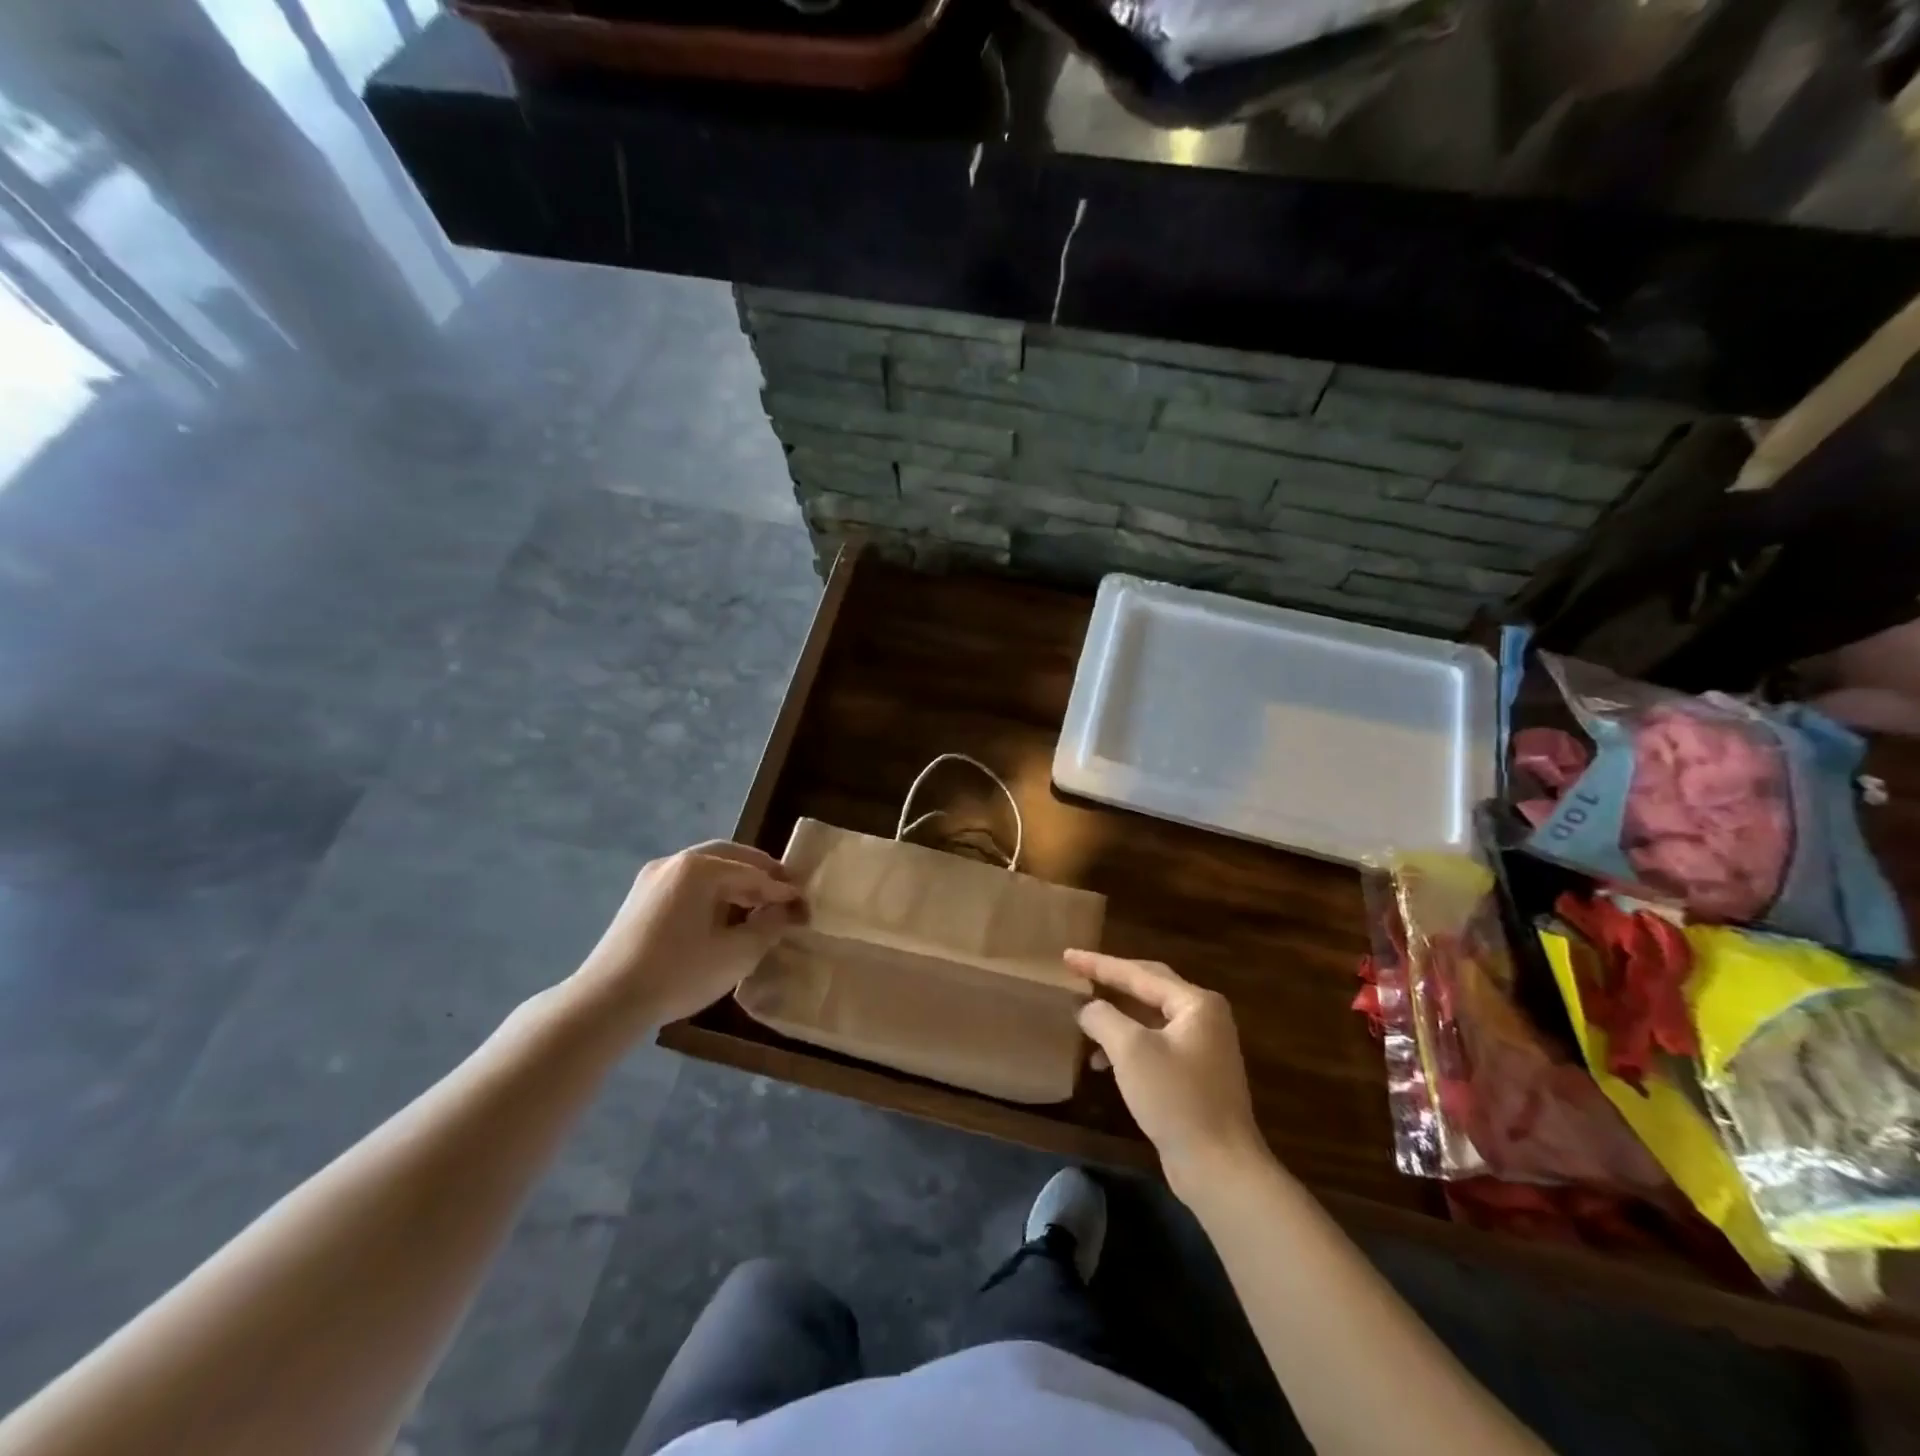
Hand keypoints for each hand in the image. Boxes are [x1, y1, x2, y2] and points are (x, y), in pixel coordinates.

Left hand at [574, 842, 804, 1033]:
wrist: (606, 1003)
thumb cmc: (678, 973)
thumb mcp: (736, 954)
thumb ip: (768, 927)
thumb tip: (785, 912)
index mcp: (700, 868)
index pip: (754, 873)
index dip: (782, 890)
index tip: (805, 904)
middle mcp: (675, 862)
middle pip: (729, 858)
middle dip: (759, 873)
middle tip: (784, 891)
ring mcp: (652, 879)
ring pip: (705, 871)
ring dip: (735, 883)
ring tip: (757, 906)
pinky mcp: (640, 899)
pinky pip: (686, 885)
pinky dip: (711, 893)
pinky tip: (722, 917)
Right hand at [1071, 950, 1266, 1197]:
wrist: (1220, 1168)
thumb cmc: (1176, 1098)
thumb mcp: (1131, 1050)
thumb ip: (1103, 1017)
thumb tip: (1087, 1007)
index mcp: (1196, 1003)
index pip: (1139, 973)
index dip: (1100, 964)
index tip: (1067, 956)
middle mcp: (1204, 1018)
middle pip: (1148, 988)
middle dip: (1110, 982)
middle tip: (1077, 972)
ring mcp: (1203, 1047)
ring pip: (1150, 1018)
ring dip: (1116, 1018)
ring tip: (1083, 1020)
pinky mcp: (1195, 1075)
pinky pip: (1154, 1044)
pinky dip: (1128, 1046)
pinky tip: (1102, 1062)